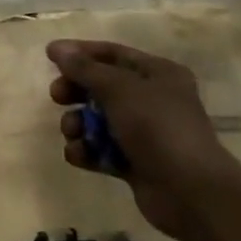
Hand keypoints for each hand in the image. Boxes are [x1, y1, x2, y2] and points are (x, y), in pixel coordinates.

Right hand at [47, 40, 237, 238]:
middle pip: (103, 87)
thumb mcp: (119, 89)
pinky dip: (88, 151)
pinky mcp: (136, 163)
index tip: (49, 56)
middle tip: (57, 96)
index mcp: (158, 73)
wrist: (190, 192)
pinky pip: (104, 149)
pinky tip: (78, 155)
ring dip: (79, 124)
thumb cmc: (157, 127)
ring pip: (100, 120)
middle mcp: (153, 99)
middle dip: (77, 91)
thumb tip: (57, 48)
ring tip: (73, 132)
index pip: (113, 54)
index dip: (81, 53)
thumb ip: (85, 69)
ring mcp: (145, 133)